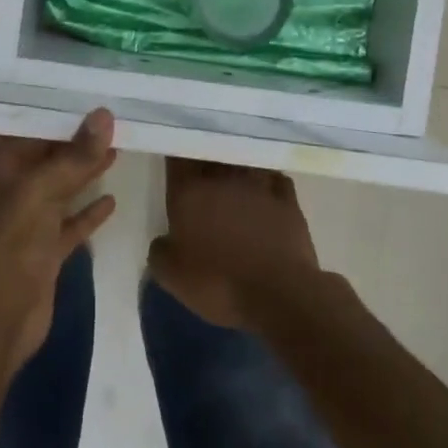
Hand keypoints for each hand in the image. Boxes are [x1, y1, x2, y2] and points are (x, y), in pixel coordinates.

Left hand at [0, 110, 118, 369]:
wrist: (0, 316)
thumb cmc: (10, 241)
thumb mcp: (41, 189)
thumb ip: (75, 154)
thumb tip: (104, 114)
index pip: (12, 123)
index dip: (36, 104)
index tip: (67, 85)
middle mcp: (6, 187)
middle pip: (38, 153)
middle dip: (68, 135)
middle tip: (103, 111)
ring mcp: (25, 219)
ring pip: (57, 184)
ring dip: (82, 168)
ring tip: (116, 144)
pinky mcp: (43, 248)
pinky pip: (69, 222)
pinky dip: (88, 211)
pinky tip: (112, 199)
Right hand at [148, 158, 320, 328]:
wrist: (278, 295)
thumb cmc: (218, 283)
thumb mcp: (171, 276)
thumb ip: (160, 250)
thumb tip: (166, 240)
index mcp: (189, 189)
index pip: (178, 154)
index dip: (176, 154)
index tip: (176, 163)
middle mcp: (223, 175)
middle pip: (211, 152)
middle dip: (205, 159)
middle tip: (202, 175)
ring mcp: (258, 181)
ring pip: (243, 161)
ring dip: (237, 167)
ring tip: (234, 180)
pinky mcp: (287, 196)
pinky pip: (274, 177)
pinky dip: (267, 182)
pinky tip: (266, 193)